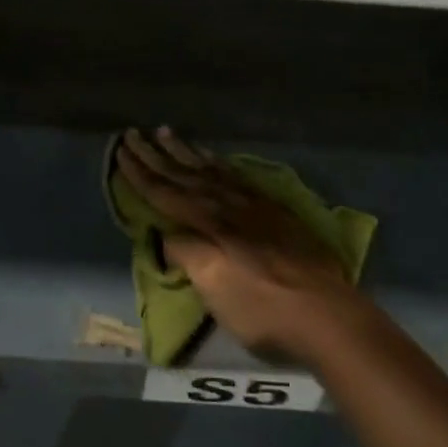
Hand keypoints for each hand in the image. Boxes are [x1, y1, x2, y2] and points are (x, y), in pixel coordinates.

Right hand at [117, 127, 371, 363]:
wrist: (326, 313)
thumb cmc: (262, 308)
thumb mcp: (214, 287)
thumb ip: (187, 254)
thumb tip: (168, 234)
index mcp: (207, 224)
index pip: (164, 193)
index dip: (140, 173)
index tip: (121, 151)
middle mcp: (226, 205)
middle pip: (183, 175)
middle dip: (156, 155)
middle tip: (134, 133)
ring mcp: (252, 205)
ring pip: (209, 169)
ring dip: (185, 151)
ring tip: (167, 133)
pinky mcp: (274, 210)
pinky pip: (236, 175)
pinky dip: (218, 163)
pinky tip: (213, 159)